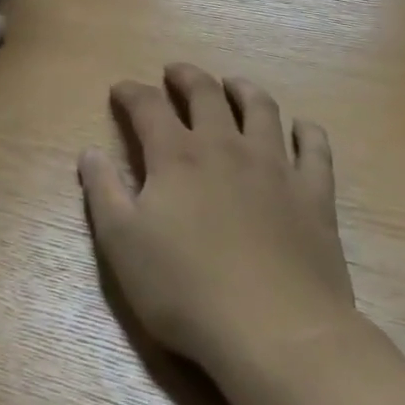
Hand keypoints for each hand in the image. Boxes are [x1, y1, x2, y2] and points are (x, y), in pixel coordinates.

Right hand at [79, 64, 356, 381]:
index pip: (148, 107)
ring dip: (243, 89)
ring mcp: (275, 167)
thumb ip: (103, 192)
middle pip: (206, 94)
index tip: (121, 89)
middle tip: (175, 72)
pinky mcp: (315, 194)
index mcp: (177, 157)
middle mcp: (226, 148)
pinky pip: (315, 148)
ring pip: (262, 109)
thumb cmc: (186, 291)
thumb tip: (89, 153)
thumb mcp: (122, 245)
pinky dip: (307, 131)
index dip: (131, 93)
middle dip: (187, 77)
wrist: (277, 332)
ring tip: (233, 84)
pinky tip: (302, 128)